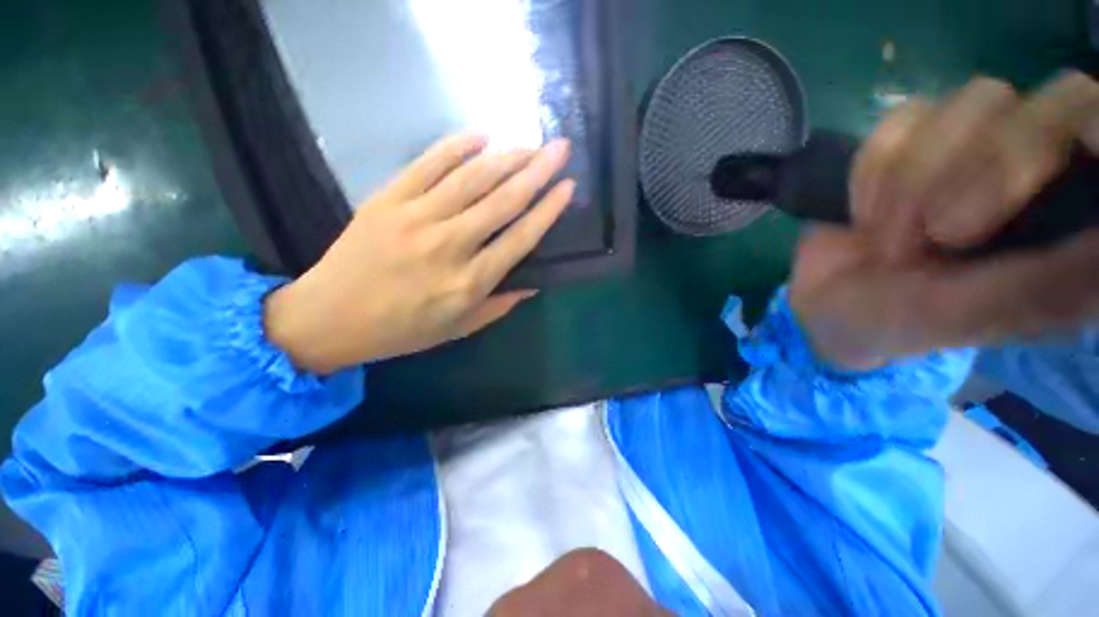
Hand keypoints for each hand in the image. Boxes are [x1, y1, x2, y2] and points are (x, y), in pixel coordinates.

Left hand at [265, 134, 574, 373]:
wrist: (330, 317)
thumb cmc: (402, 330)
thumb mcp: (459, 327)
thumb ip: (500, 305)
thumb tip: (533, 283)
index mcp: (469, 282)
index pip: (520, 238)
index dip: (548, 210)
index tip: (568, 187)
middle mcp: (449, 246)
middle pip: (503, 200)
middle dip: (537, 171)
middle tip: (560, 148)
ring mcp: (416, 217)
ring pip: (472, 178)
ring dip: (506, 157)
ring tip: (530, 144)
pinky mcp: (388, 199)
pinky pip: (428, 164)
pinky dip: (456, 146)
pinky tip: (481, 136)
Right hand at [792, 73, 1098, 369]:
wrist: (828, 301)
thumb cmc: (908, 319)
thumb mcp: (984, 313)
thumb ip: (1059, 281)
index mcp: (1072, 212)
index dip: (1094, 129)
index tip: (1062, 162)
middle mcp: (1042, 160)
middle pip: (1050, 104)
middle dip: (985, 173)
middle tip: (937, 237)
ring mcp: (976, 137)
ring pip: (974, 102)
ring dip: (916, 179)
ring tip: (889, 237)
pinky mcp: (915, 133)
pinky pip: (901, 121)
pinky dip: (874, 172)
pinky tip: (866, 212)